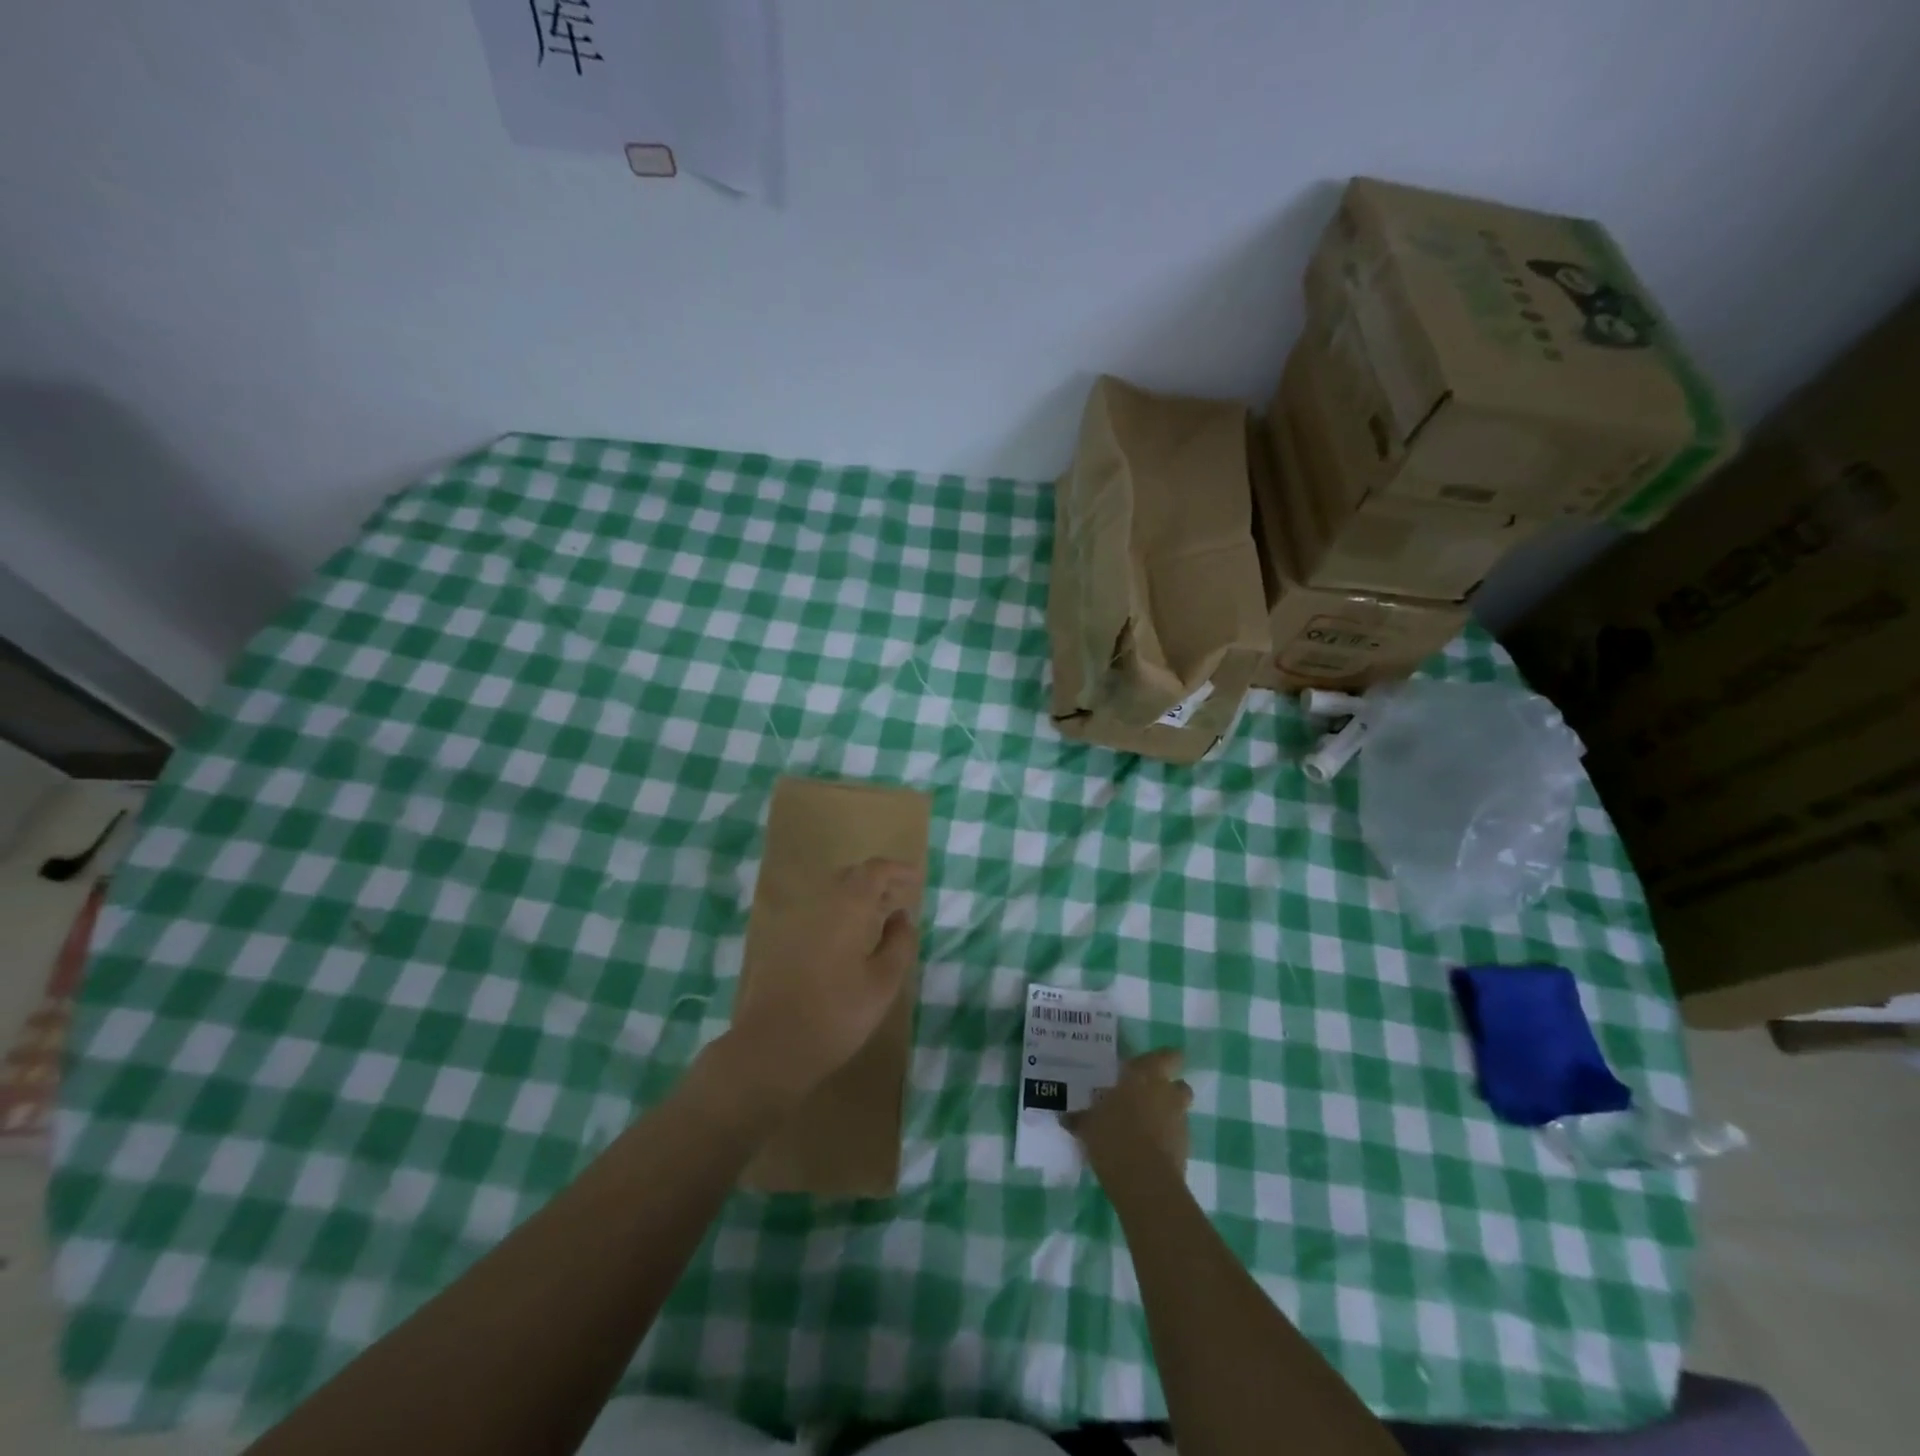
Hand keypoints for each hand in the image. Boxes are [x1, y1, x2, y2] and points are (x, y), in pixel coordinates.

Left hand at [724, 857, 921, 1103]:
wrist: (772, 1046)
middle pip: (850, 876)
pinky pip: (817, 913)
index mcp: (846, 907)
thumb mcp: (882, 982)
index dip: (897, 870)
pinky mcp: (781, 941)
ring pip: (831, 894)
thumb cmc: (836, 1014)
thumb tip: (902, 916)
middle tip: (899, 899)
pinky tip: (849, 941)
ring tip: (879, 919)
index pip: (874, 870)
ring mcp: (794, 921)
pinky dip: (839, 914)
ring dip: (857, 898)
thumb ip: (899, 943)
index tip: (916, 879)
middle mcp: (818, 904)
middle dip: (877, 881)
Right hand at [1066, 1049, 1191, 1170]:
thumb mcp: (1089, 1125)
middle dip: (1168, 1090)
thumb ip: (1081, 1118)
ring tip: (1143, 1127)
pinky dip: (1166, 1140)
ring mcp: (1180, 1122)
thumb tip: (1065, 1117)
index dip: (1164, 1059)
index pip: (1168, 1056)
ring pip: (1179, 1111)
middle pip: (1179, 1085)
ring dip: (1167, 1115)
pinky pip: (1176, 1137)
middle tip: (1145, 1097)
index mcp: (1145, 1076)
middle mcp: (1167, 1094)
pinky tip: (1145, 1150)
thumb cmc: (1114, 1137)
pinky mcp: (1185, 1150)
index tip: (1152, 1065)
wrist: (1145, 1182)